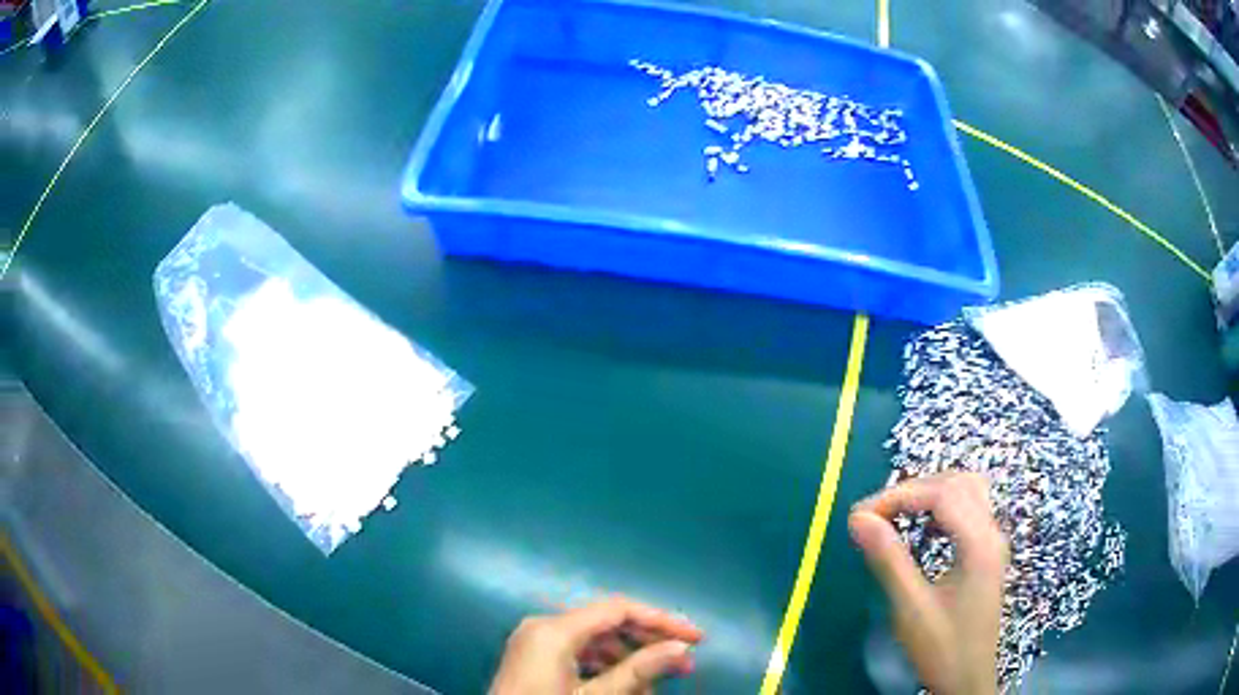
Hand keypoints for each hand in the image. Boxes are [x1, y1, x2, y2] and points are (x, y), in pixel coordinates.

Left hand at [489, 596, 703, 694]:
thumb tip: (681, 648)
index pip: (618, 609)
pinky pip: (577, 653)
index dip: (661, 620)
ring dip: (628, 659)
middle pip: (606, 623)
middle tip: (684, 664)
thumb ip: (638, 671)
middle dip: (647, 643)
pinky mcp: (533, 658)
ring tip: (654, 684)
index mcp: (553, 630)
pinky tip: (624, 687)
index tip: (696, 638)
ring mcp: (534, 642)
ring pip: (593, 640)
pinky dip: (604, 666)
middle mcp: (541, 626)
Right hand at [849, 472, 1007, 694]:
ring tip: (896, 514)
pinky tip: (922, 528)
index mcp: (980, 543)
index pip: (942, 494)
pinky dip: (942, 507)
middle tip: (876, 514)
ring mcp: (993, 541)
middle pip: (957, 484)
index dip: (899, 495)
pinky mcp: (988, 552)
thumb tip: (858, 519)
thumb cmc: (941, 648)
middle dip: (914, 490)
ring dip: (930, 494)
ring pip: (967, 491)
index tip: (861, 515)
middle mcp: (992, 532)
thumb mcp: (911, 608)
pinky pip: (969, 509)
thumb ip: (888, 560)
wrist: (968, 681)